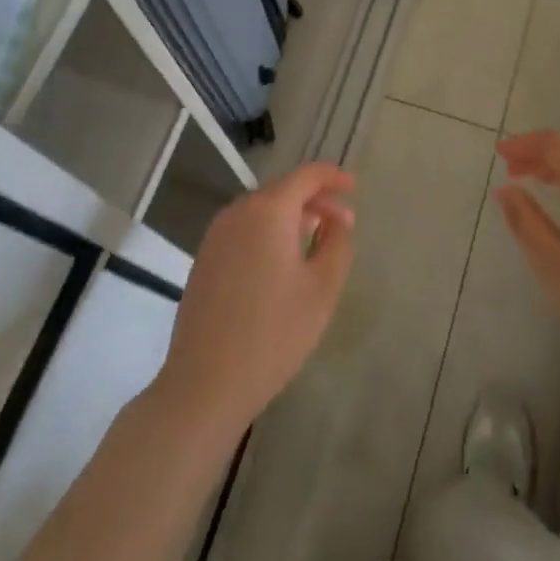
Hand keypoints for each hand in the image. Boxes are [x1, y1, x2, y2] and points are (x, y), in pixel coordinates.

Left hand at [155, 162, 355, 443]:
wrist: (205, 384)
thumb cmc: (273, 334)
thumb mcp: (322, 289)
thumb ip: (337, 243)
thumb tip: (338, 218)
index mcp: (268, 210)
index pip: (306, 175)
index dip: (333, 177)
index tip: (354, 188)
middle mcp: (238, 212)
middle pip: (283, 191)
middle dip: (315, 201)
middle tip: (343, 224)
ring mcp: (216, 236)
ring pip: (262, 211)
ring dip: (292, 218)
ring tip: (317, 242)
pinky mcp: (205, 259)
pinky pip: (245, 231)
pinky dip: (269, 233)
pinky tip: (282, 263)